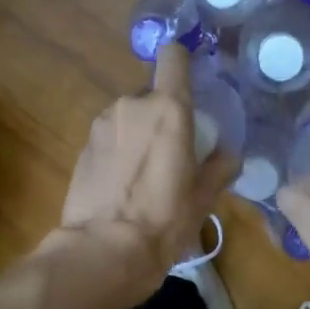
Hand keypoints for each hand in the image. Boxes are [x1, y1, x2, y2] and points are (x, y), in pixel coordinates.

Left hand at [45, 44, 235, 303]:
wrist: (104, 251)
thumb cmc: (163, 221)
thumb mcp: (203, 198)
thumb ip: (220, 167)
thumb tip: (227, 155)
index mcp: (168, 109)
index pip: (173, 57)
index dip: (183, 63)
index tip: (192, 84)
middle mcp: (131, 106)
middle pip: (152, 94)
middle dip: (162, 114)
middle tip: (174, 150)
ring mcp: (101, 125)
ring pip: (128, 116)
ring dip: (138, 133)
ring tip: (146, 173)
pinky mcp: (82, 148)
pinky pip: (110, 137)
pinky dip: (119, 151)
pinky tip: (124, 184)